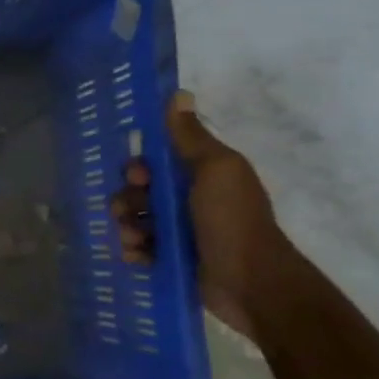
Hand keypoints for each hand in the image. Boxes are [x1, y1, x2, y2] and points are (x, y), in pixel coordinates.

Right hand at [111, 91, 291, 341]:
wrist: (251, 283)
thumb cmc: (232, 221)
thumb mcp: (215, 170)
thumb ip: (191, 137)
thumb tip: (179, 95)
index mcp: (202, 173)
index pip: (156, 161)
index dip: (139, 168)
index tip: (139, 178)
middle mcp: (190, 199)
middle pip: (139, 192)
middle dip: (127, 200)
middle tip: (129, 214)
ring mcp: (181, 231)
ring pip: (136, 220)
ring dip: (127, 227)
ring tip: (135, 241)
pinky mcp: (174, 259)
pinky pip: (140, 249)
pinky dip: (135, 251)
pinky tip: (139, 257)